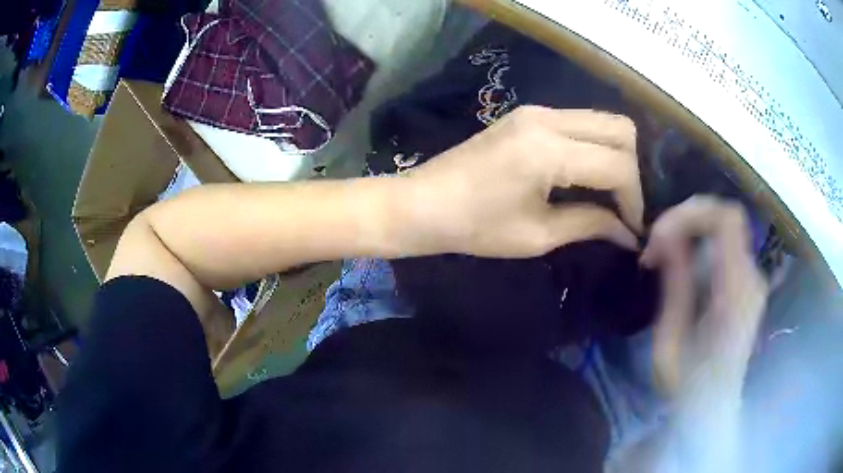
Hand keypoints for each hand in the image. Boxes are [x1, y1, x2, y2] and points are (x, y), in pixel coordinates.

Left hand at [402, 106, 643, 257]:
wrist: (422, 203)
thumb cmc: (474, 226)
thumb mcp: (537, 235)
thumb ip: (590, 225)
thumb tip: (628, 233)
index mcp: (549, 150)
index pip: (618, 166)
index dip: (635, 200)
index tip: (633, 229)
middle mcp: (548, 119)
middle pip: (620, 129)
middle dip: (632, 170)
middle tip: (624, 207)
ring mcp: (537, 111)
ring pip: (603, 120)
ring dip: (616, 155)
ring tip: (610, 194)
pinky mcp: (528, 114)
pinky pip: (580, 122)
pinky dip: (595, 146)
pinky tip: (588, 175)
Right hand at [641, 196, 768, 398]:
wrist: (711, 408)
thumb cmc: (687, 383)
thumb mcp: (672, 337)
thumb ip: (676, 281)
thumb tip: (666, 235)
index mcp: (737, 291)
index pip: (726, 219)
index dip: (692, 212)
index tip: (659, 234)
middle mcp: (752, 278)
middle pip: (725, 219)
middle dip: (687, 221)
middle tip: (656, 246)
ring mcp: (753, 280)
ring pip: (724, 231)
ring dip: (691, 234)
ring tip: (662, 259)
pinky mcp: (747, 286)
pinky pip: (725, 248)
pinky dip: (700, 247)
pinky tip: (681, 269)